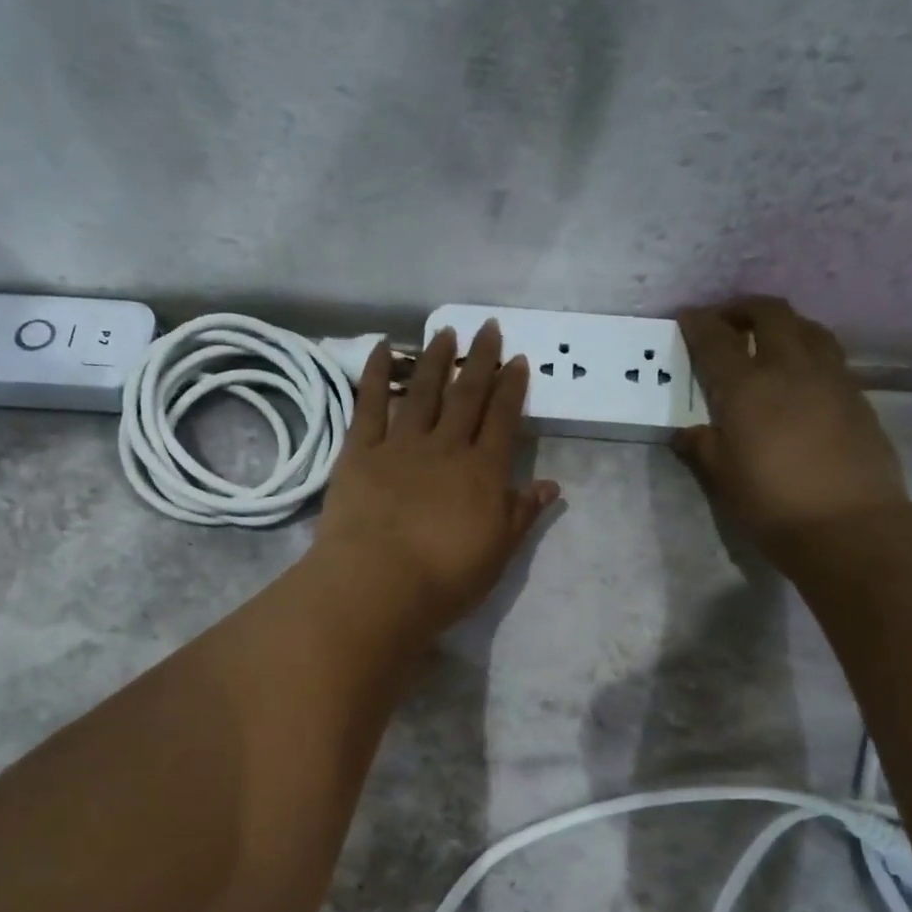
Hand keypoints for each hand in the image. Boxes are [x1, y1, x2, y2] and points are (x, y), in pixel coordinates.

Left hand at [313, 322, 559, 635]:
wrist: (378, 584)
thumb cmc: (445, 579)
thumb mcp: (497, 553)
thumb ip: (522, 514)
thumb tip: (551, 485)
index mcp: (483, 472)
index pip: (503, 419)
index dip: (512, 388)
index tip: (517, 360)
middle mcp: (445, 448)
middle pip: (466, 396)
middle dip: (480, 360)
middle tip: (487, 327)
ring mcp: (400, 445)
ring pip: (422, 392)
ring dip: (435, 360)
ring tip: (445, 332)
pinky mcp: (359, 452)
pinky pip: (369, 404)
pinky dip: (374, 374)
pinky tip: (381, 348)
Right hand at [673, 297, 906, 549]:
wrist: (847, 524)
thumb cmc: (771, 503)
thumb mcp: (722, 479)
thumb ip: (702, 447)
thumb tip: (688, 432)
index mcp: (747, 387)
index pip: (717, 340)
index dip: (699, 324)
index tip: (687, 317)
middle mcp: (789, 368)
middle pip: (770, 314)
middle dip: (743, 309)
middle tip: (726, 321)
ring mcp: (830, 377)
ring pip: (806, 327)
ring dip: (781, 323)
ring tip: (766, 339)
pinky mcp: (856, 394)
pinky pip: (828, 353)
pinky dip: (807, 348)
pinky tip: (799, 373)